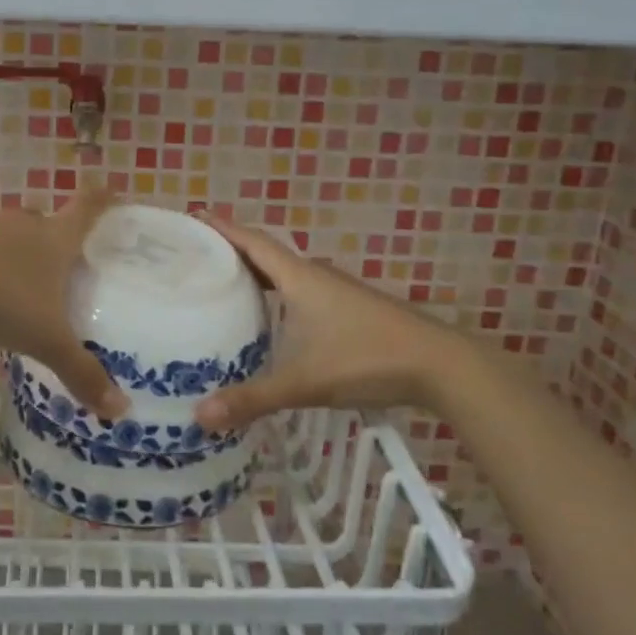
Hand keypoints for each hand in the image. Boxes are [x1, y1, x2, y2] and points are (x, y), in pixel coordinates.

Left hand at [0, 190, 127, 419]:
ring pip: (10, 235)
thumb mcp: (45, 341)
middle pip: (47, 222)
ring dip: (17, 254)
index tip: (113, 192)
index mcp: (54, 238)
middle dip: (57, 239)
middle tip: (66, 267)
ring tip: (21, 286)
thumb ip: (81, 372)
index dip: (103, 199)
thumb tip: (121, 411)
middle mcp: (22, 224)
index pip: (87, 207)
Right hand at [194, 215, 474, 431]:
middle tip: (198, 259)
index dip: (223, 228)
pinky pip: (303, 292)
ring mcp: (337, 293)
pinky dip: (279, 296)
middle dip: (233, 252)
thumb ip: (252, 399)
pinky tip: (274, 321)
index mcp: (300, 278)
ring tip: (226, 287)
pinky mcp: (351, 311)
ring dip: (257, 275)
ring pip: (287, 275)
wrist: (441, 365)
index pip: (253, 242)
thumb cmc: (366, 359)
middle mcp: (316, 277)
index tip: (194, 216)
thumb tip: (199, 417)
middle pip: (267, 254)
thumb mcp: (304, 382)